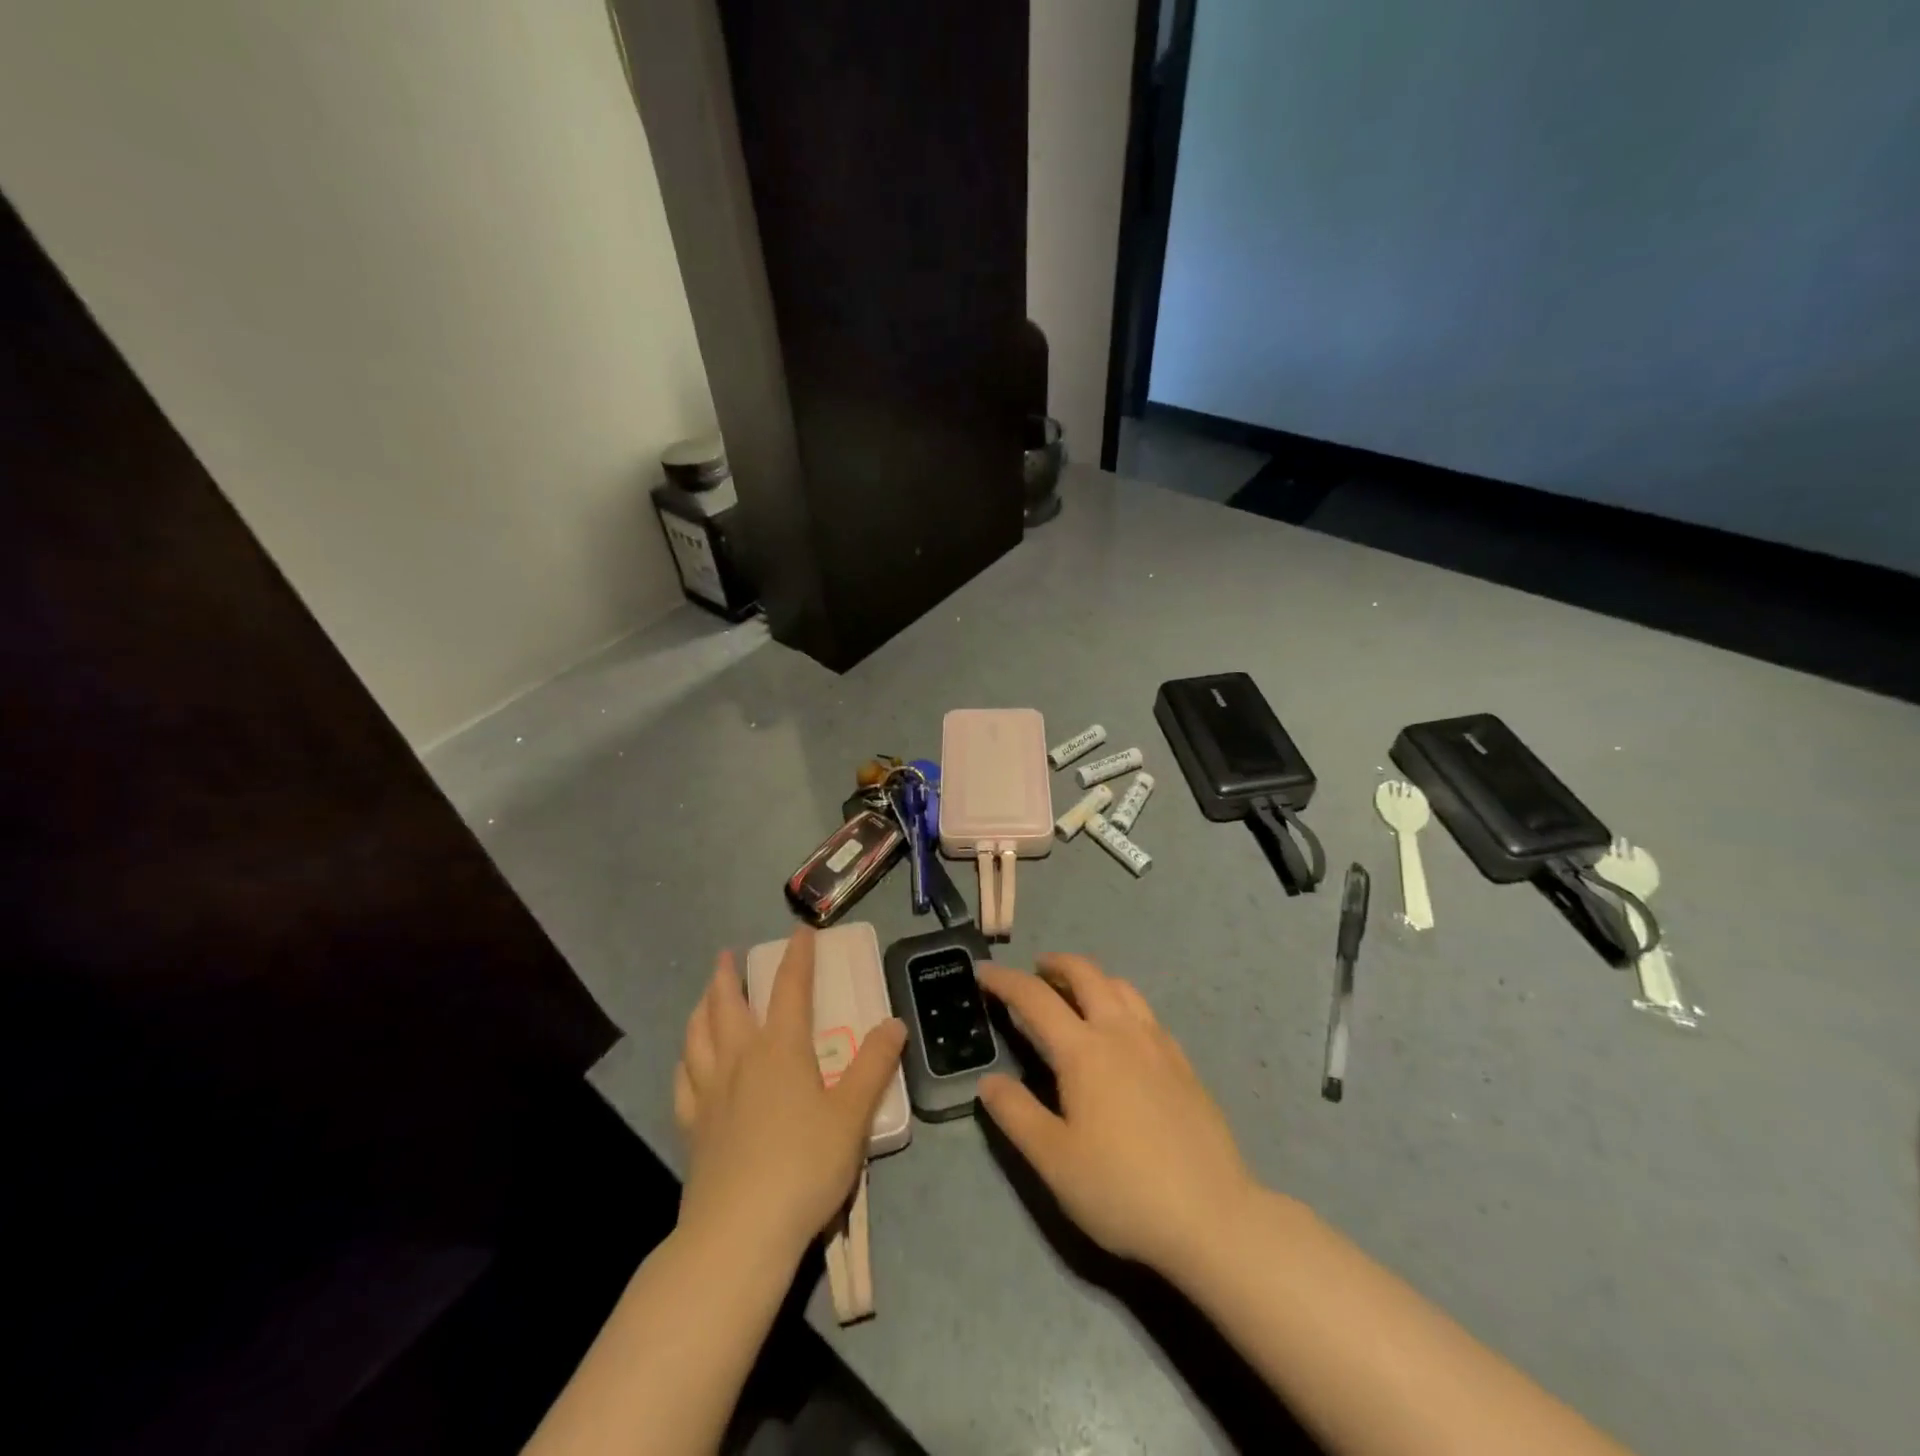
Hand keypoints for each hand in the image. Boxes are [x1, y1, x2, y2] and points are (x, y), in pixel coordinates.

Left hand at [673, 926, 906, 1258]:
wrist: (740, 1233)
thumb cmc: (804, 1167)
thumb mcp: (852, 1115)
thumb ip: (874, 1066)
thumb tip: (894, 1023)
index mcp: (781, 1050)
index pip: (790, 988)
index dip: (797, 956)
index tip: (801, 930)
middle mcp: (740, 1060)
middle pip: (728, 1005)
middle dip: (729, 975)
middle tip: (729, 955)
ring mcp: (710, 1093)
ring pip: (697, 1036)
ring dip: (702, 1007)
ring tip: (706, 995)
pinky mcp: (693, 1127)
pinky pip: (683, 1080)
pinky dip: (686, 1059)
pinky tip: (687, 1061)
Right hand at [977, 954, 1256, 1278]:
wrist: (1213, 1217)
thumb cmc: (1123, 1189)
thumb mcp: (1054, 1160)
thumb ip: (1016, 1114)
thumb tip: (989, 1081)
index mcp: (1084, 1051)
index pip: (1035, 998)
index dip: (1005, 980)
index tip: (984, 972)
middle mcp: (1121, 1032)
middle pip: (1086, 974)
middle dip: (1056, 964)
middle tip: (1035, 971)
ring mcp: (1158, 1044)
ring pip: (1121, 987)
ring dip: (1091, 978)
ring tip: (1076, 994)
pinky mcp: (1183, 1063)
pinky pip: (1146, 1012)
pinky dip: (1121, 1003)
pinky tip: (1121, 1032)